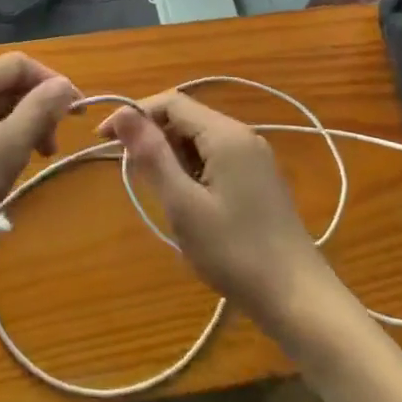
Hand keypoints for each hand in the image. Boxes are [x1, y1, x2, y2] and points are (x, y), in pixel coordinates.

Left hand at [0, 53, 77, 289]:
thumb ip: (37, 113)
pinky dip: (0, 147)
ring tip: (32, 165)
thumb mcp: (2, 151)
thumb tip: (65, 85)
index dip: (54, 84)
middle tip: (52, 150)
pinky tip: (3, 176)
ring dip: (21, 132)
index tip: (77, 117)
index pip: (22, 64)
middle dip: (38, 110)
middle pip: (8, 86)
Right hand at [102, 93, 334, 325]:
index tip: (103, 140)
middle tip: (132, 174)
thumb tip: (122, 113)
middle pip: (186, 117)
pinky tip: (188, 200)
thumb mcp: (183, 204)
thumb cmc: (234, 252)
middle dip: (153, 137)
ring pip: (200, 138)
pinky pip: (216, 156)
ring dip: (172, 155)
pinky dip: (192, 168)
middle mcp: (243, 134)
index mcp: (226, 134)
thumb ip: (152, 155)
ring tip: (160, 193)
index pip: (170, 102)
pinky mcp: (259, 177)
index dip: (134, 114)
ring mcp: (254, 156)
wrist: (297, 298)